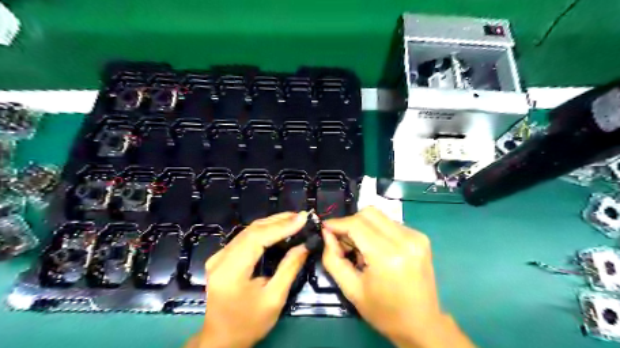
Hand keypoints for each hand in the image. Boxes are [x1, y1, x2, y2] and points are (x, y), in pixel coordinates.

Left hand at [186, 210, 306, 346]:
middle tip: (301, 216)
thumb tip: (305, 245)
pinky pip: (244, 238)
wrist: (221, 340)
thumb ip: (289, 268)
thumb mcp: (274, 299)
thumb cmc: (249, 324)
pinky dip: (263, 231)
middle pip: (251, 230)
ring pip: (247, 231)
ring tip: (293, 219)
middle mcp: (220, 259)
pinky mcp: (221, 258)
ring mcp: (218, 257)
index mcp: (230, 272)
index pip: (257, 238)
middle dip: (278, 220)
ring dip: (272, 223)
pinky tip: (277, 228)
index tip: (303, 218)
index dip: (281, 226)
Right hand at [322, 208, 472, 347]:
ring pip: (379, 216)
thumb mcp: (351, 290)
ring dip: (363, 226)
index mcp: (387, 257)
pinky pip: (390, 223)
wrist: (422, 324)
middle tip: (343, 240)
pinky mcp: (421, 237)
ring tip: (360, 248)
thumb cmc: (384, 312)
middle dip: (350, 222)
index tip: (325, 228)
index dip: (337, 223)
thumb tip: (326, 233)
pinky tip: (376, 249)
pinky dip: (377, 231)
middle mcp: (405, 240)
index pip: (356, 224)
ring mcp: (416, 237)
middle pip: (368, 213)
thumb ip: (333, 259)